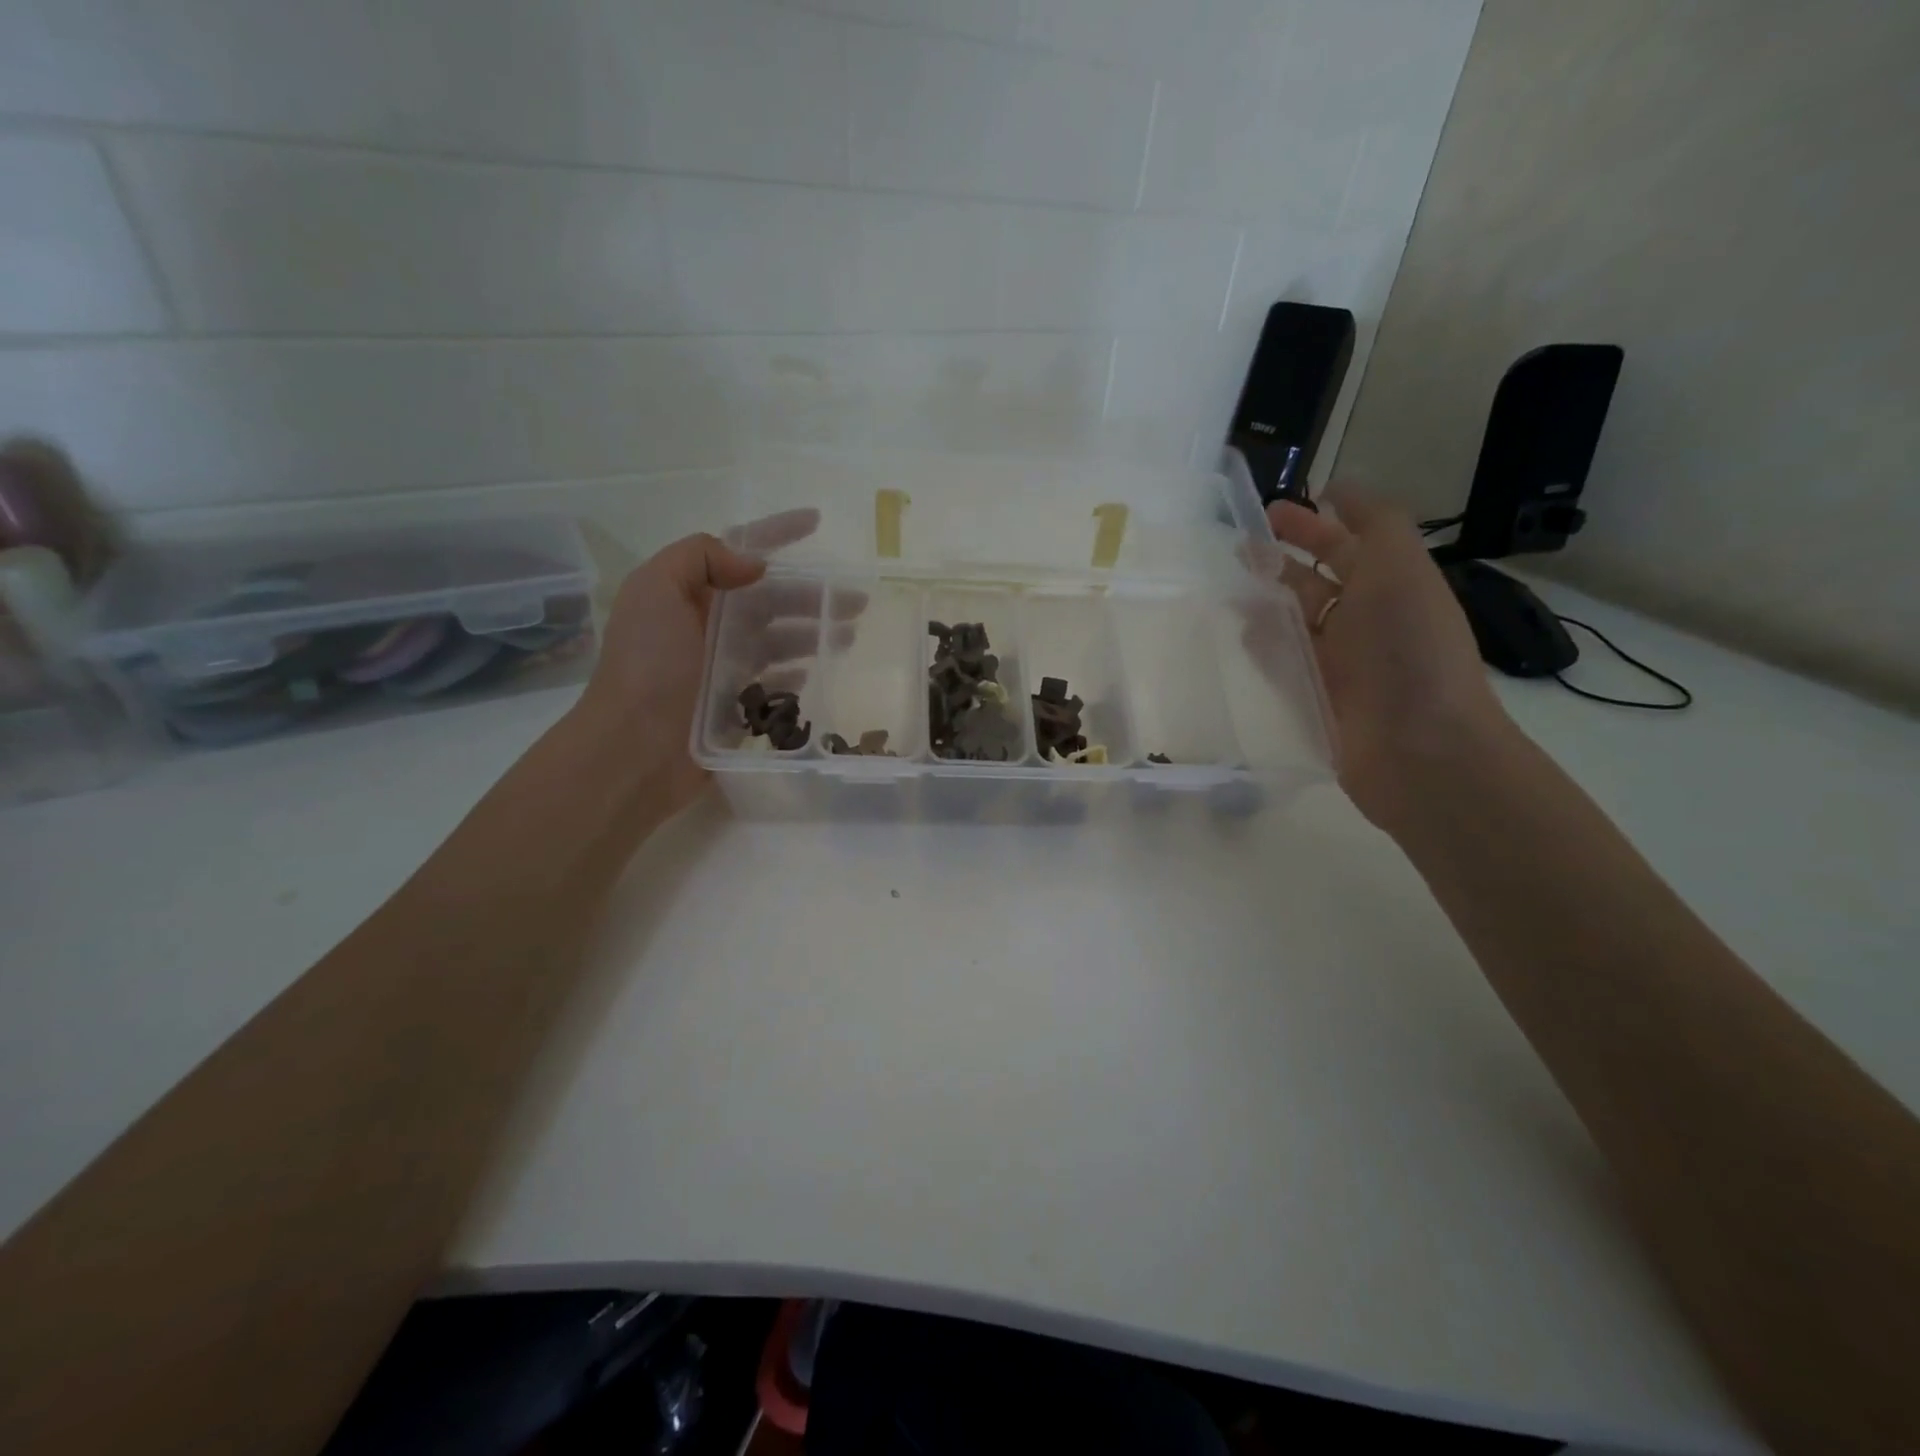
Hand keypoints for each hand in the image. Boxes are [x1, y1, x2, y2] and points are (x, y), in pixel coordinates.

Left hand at [572, 510, 819, 815]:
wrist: (634, 749)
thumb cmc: (647, 666)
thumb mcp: (655, 590)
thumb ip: (699, 558)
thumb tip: (753, 564)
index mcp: (688, 592)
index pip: (738, 551)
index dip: (776, 533)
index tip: (816, 523)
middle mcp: (707, 625)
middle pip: (770, 598)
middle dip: (811, 593)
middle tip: (856, 600)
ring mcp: (721, 667)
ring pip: (779, 639)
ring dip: (813, 631)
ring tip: (848, 634)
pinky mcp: (735, 704)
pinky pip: (774, 680)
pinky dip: (796, 671)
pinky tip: (817, 669)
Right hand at [1267, 491, 1512, 830]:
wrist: (1418, 746)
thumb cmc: (1409, 648)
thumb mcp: (1401, 566)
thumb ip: (1375, 523)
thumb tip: (1339, 493)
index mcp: (1390, 584)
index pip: (1346, 542)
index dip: (1314, 521)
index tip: (1270, 508)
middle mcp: (1365, 619)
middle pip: (1315, 579)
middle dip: (1280, 557)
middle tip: (1236, 544)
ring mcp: (1338, 661)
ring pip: (1293, 620)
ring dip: (1263, 599)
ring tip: (1224, 584)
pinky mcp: (1315, 697)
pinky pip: (1282, 661)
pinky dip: (1261, 645)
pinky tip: (1238, 632)